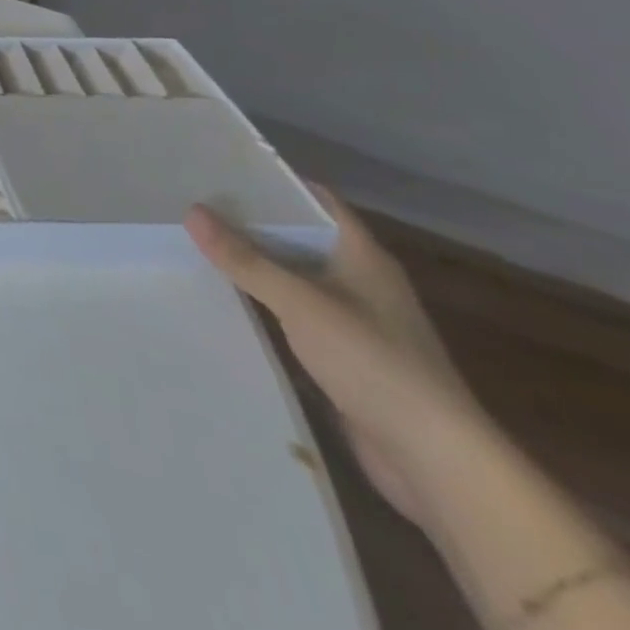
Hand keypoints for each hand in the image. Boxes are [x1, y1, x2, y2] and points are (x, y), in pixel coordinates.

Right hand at [187, 189, 485, 529]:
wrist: (436, 461)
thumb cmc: (374, 363)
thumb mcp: (301, 303)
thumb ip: (246, 259)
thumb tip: (192, 210)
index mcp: (363, 256)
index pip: (316, 200)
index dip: (274, 181)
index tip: (222, 167)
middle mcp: (361, 280)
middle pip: (300, 236)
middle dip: (251, 221)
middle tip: (194, 203)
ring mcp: (355, 319)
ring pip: (294, 276)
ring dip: (254, 264)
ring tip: (197, 245)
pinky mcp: (345, 355)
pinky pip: (294, 313)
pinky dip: (263, 302)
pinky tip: (225, 299)